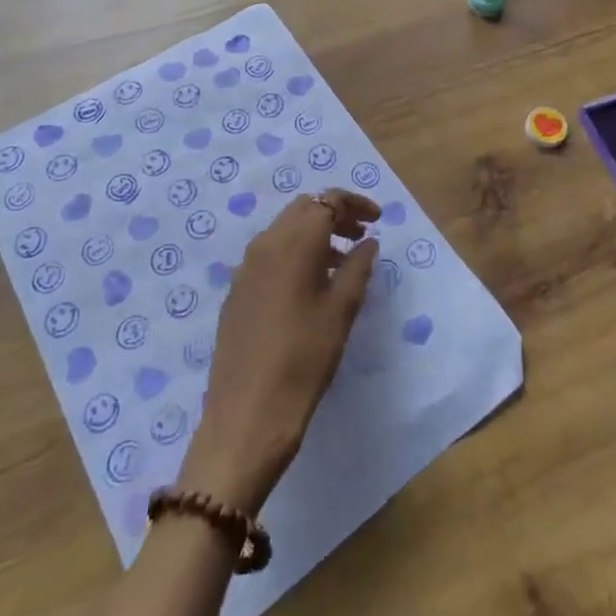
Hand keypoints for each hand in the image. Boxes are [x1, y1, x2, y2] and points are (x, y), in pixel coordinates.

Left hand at [178, 189, 379, 513]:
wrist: (247, 415)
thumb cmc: (304, 358)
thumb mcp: (342, 311)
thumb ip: (358, 267)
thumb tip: (367, 242)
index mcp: (295, 242)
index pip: (328, 201)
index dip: (355, 204)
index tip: (378, 220)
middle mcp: (266, 243)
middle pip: (303, 209)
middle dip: (334, 214)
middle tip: (361, 237)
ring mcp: (246, 267)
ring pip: (285, 230)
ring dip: (314, 234)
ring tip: (342, 263)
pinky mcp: (237, 291)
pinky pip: (269, 254)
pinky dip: (294, 254)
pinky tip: (310, 286)